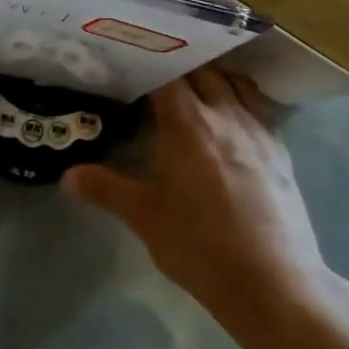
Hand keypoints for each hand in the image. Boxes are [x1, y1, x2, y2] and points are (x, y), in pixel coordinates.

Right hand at [65, 68, 334, 330]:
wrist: (274, 283)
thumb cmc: (201, 246)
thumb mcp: (144, 218)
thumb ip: (105, 189)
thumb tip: (67, 176)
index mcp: (189, 124)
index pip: (167, 75)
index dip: (147, 65)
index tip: (129, 67)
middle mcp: (226, 115)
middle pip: (202, 70)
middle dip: (178, 67)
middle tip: (154, 75)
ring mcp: (259, 130)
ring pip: (235, 83)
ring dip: (212, 77)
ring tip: (192, 88)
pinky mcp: (281, 151)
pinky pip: (259, 106)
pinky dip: (240, 99)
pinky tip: (229, 118)